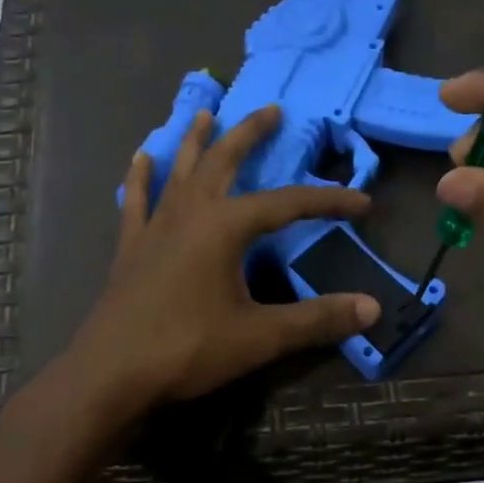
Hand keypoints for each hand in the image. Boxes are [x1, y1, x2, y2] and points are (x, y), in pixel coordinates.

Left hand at [70, 104, 380, 410]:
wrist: (112, 373)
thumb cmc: (188, 349)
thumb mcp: (260, 336)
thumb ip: (316, 320)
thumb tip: (371, 308)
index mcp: (224, 227)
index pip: (287, 204)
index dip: (327, 202)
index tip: (362, 202)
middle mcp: (189, 213)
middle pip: (224, 160)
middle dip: (250, 134)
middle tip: (270, 109)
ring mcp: (154, 227)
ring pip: (179, 170)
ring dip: (196, 141)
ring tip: (206, 114)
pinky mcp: (130, 247)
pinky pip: (136, 199)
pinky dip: (141, 176)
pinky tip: (142, 157)